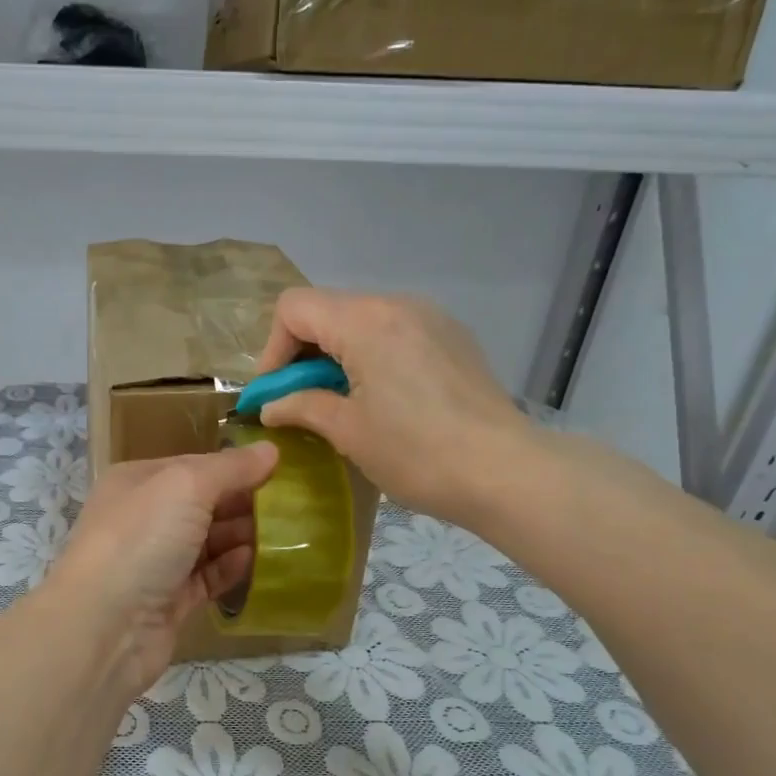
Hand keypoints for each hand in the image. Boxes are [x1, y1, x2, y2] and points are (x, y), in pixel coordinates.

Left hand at [44, 444, 279, 695]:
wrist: (104, 627)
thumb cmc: (140, 540)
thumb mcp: (186, 486)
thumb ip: (230, 468)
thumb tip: (271, 450)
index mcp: (138, 482)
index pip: (194, 466)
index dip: (235, 466)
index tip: (281, 470)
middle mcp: (144, 518)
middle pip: (203, 504)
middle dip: (243, 502)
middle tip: (293, 505)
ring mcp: (155, 562)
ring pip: (208, 542)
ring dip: (243, 536)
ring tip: (287, 533)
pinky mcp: (169, 601)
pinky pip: (207, 577)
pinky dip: (231, 569)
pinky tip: (257, 561)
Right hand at [254, 288, 531, 524]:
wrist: (504, 471)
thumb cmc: (416, 453)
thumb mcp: (347, 432)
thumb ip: (301, 407)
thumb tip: (270, 406)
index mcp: (365, 321)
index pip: (294, 308)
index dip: (272, 349)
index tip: (275, 393)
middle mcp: (398, 304)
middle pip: (328, 311)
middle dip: (303, 355)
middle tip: (301, 403)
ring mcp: (431, 318)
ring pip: (362, 322)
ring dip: (338, 357)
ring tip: (342, 404)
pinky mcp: (452, 338)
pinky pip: (395, 334)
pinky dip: (372, 357)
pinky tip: (383, 400)